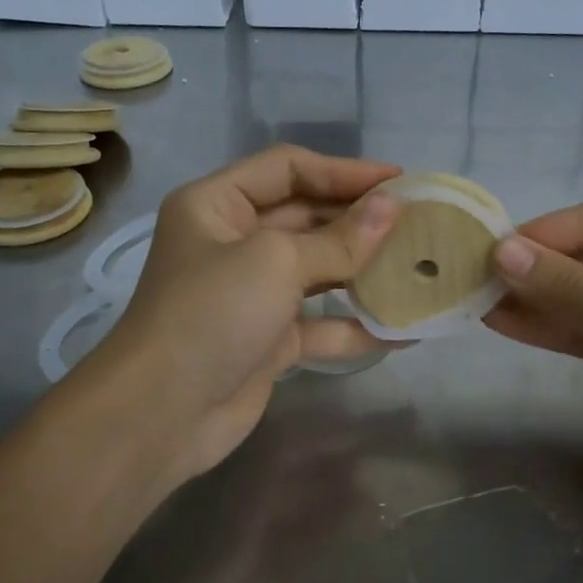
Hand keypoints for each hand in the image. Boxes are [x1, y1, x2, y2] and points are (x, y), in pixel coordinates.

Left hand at [87, 146, 400, 485]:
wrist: (163, 413)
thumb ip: (339, 239)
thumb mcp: (276, 262)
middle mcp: (232, 243)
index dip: (344, 171)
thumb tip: (393, 208)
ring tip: (418, 269)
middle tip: (419, 224)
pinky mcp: (267, 340)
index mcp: (217, 205)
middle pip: (306, 218)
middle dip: (360, 222)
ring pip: (317, 272)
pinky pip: (319, 324)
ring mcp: (250, 295)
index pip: (288, 170)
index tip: (400, 181)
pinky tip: (403, 330)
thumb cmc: (212, 314)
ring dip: (364, 272)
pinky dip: (356, 327)